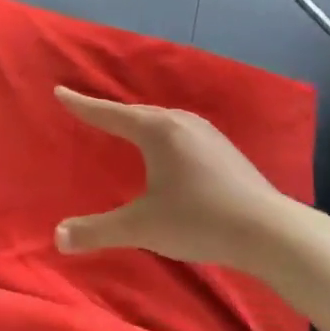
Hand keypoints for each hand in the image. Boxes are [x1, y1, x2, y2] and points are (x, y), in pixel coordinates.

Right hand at [52, 86, 304, 270]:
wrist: (272, 232)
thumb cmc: (199, 220)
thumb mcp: (141, 227)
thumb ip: (97, 231)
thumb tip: (57, 238)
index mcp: (156, 131)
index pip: (109, 114)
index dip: (83, 105)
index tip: (60, 92)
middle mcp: (181, 123)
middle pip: (136, 113)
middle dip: (110, 113)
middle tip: (88, 111)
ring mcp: (207, 134)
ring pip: (161, 121)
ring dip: (138, 123)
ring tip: (123, 129)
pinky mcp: (224, 150)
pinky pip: (179, 132)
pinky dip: (160, 135)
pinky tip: (165, 151)